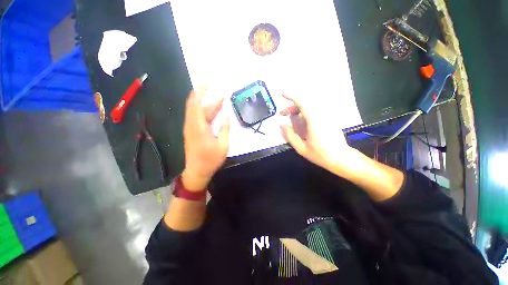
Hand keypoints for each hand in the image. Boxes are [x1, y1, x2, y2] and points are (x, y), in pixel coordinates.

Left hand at [182, 86, 229, 190]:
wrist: (197, 172)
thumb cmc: (210, 160)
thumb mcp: (223, 145)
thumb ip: (225, 128)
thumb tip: (227, 113)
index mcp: (198, 127)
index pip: (196, 103)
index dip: (200, 90)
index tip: (207, 81)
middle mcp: (192, 125)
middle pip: (197, 105)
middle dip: (207, 96)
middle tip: (221, 93)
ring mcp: (191, 128)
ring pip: (199, 112)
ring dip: (210, 106)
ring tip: (222, 101)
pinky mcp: (193, 132)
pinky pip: (199, 118)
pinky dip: (207, 113)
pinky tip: (217, 112)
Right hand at [280, 93, 358, 174]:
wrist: (341, 158)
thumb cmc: (321, 154)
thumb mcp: (301, 148)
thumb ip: (290, 136)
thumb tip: (281, 125)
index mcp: (315, 121)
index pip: (303, 103)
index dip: (291, 96)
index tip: (281, 94)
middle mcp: (321, 115)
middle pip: (305, 103)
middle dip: (291, 106)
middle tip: (282, 114)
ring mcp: (326, 116)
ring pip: (310, 106)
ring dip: (298, 109)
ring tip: (290, 117)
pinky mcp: (328, 119)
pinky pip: (314, 110)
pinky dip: (304, 112)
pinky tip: (300, 120)